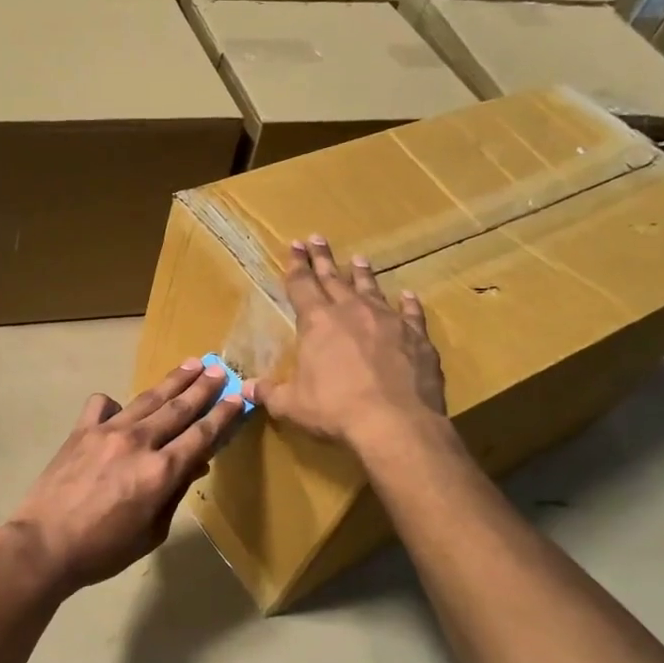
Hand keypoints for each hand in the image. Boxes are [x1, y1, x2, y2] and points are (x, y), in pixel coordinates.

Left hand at [1, 359, 245, 594]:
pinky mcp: (81, 430)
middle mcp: (139, 442)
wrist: (44, 544)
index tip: (238, 397)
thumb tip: (193, 465)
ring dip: (172, 381)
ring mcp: (108, 431)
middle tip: (219, 368)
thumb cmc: (103, 549)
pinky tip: (121, 409)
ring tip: (191, 363)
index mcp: (161, 471)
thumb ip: (174, 494)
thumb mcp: (152, 532)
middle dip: (203, 387)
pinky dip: (116, 403)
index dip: (223, 415)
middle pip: (179, 408)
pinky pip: (103, 404)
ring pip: (147, 398)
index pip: (201, 435)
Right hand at [249, 236, 446, 449]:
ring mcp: (388, 321)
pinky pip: (411, 314)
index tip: (294, 246)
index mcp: (317, 322)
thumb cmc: (335, 410)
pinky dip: (408, 304)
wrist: (395, 423)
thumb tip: (246, 389)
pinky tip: (408, 296)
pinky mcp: (417, 338)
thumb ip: (269, 393)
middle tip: (317, 238)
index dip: (296, 266)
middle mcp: (352, 312)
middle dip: (323, 259)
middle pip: (334, 278)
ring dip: (362, 274)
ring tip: (358, 259)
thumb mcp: (291, 405)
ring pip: (372, 289)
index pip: (302, 285)